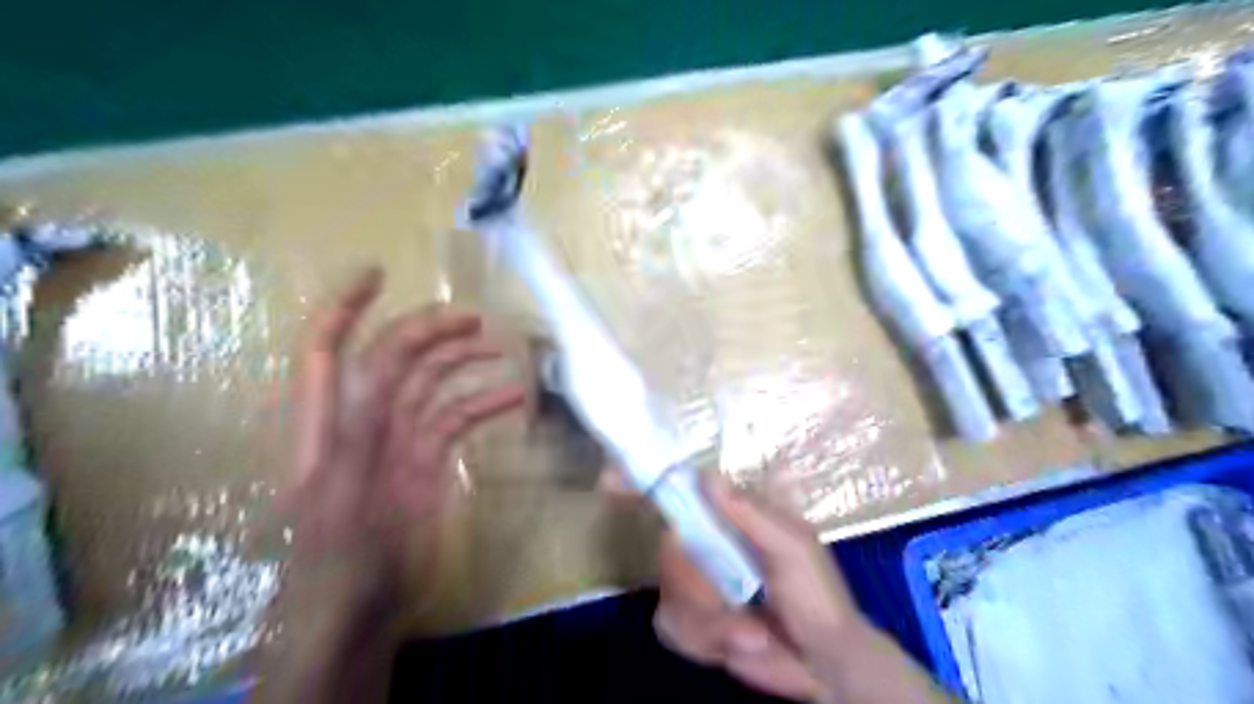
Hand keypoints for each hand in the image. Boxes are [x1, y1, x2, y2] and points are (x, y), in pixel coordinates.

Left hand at [282, 270, 524, 615]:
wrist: (357, 614)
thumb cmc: (337, 565)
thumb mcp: (338, 501)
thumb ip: (354, 436)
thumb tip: (373, 375)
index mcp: (327, 424)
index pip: (327, 351)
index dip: (345, 307)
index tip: (378, 272)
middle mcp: (361, 422)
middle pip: (391, 357)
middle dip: (426, 328)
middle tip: (472, 317)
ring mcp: (397, 440)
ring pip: (429, 383)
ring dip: (459, 361)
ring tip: (497, 346)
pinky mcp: (426, 460)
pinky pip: (456, 417)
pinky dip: (483, 404)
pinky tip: (513, 397)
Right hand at [661, 474, 945, 699]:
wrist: (825, 664)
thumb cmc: (817, 594)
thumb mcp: (792, 547)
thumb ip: (750, 513)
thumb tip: (704, 476)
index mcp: (729, 518)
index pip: (680, 491)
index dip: (644, 483)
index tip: (610, 483)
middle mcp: (705, 544)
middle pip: (667, 548)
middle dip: (696, 582)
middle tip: (729, 599)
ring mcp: (694, 584)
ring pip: (668, 592)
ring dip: (713, 619)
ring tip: (753, 632)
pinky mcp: (689, 623)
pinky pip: (672, 626)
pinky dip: (709, 640)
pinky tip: (741, 643)